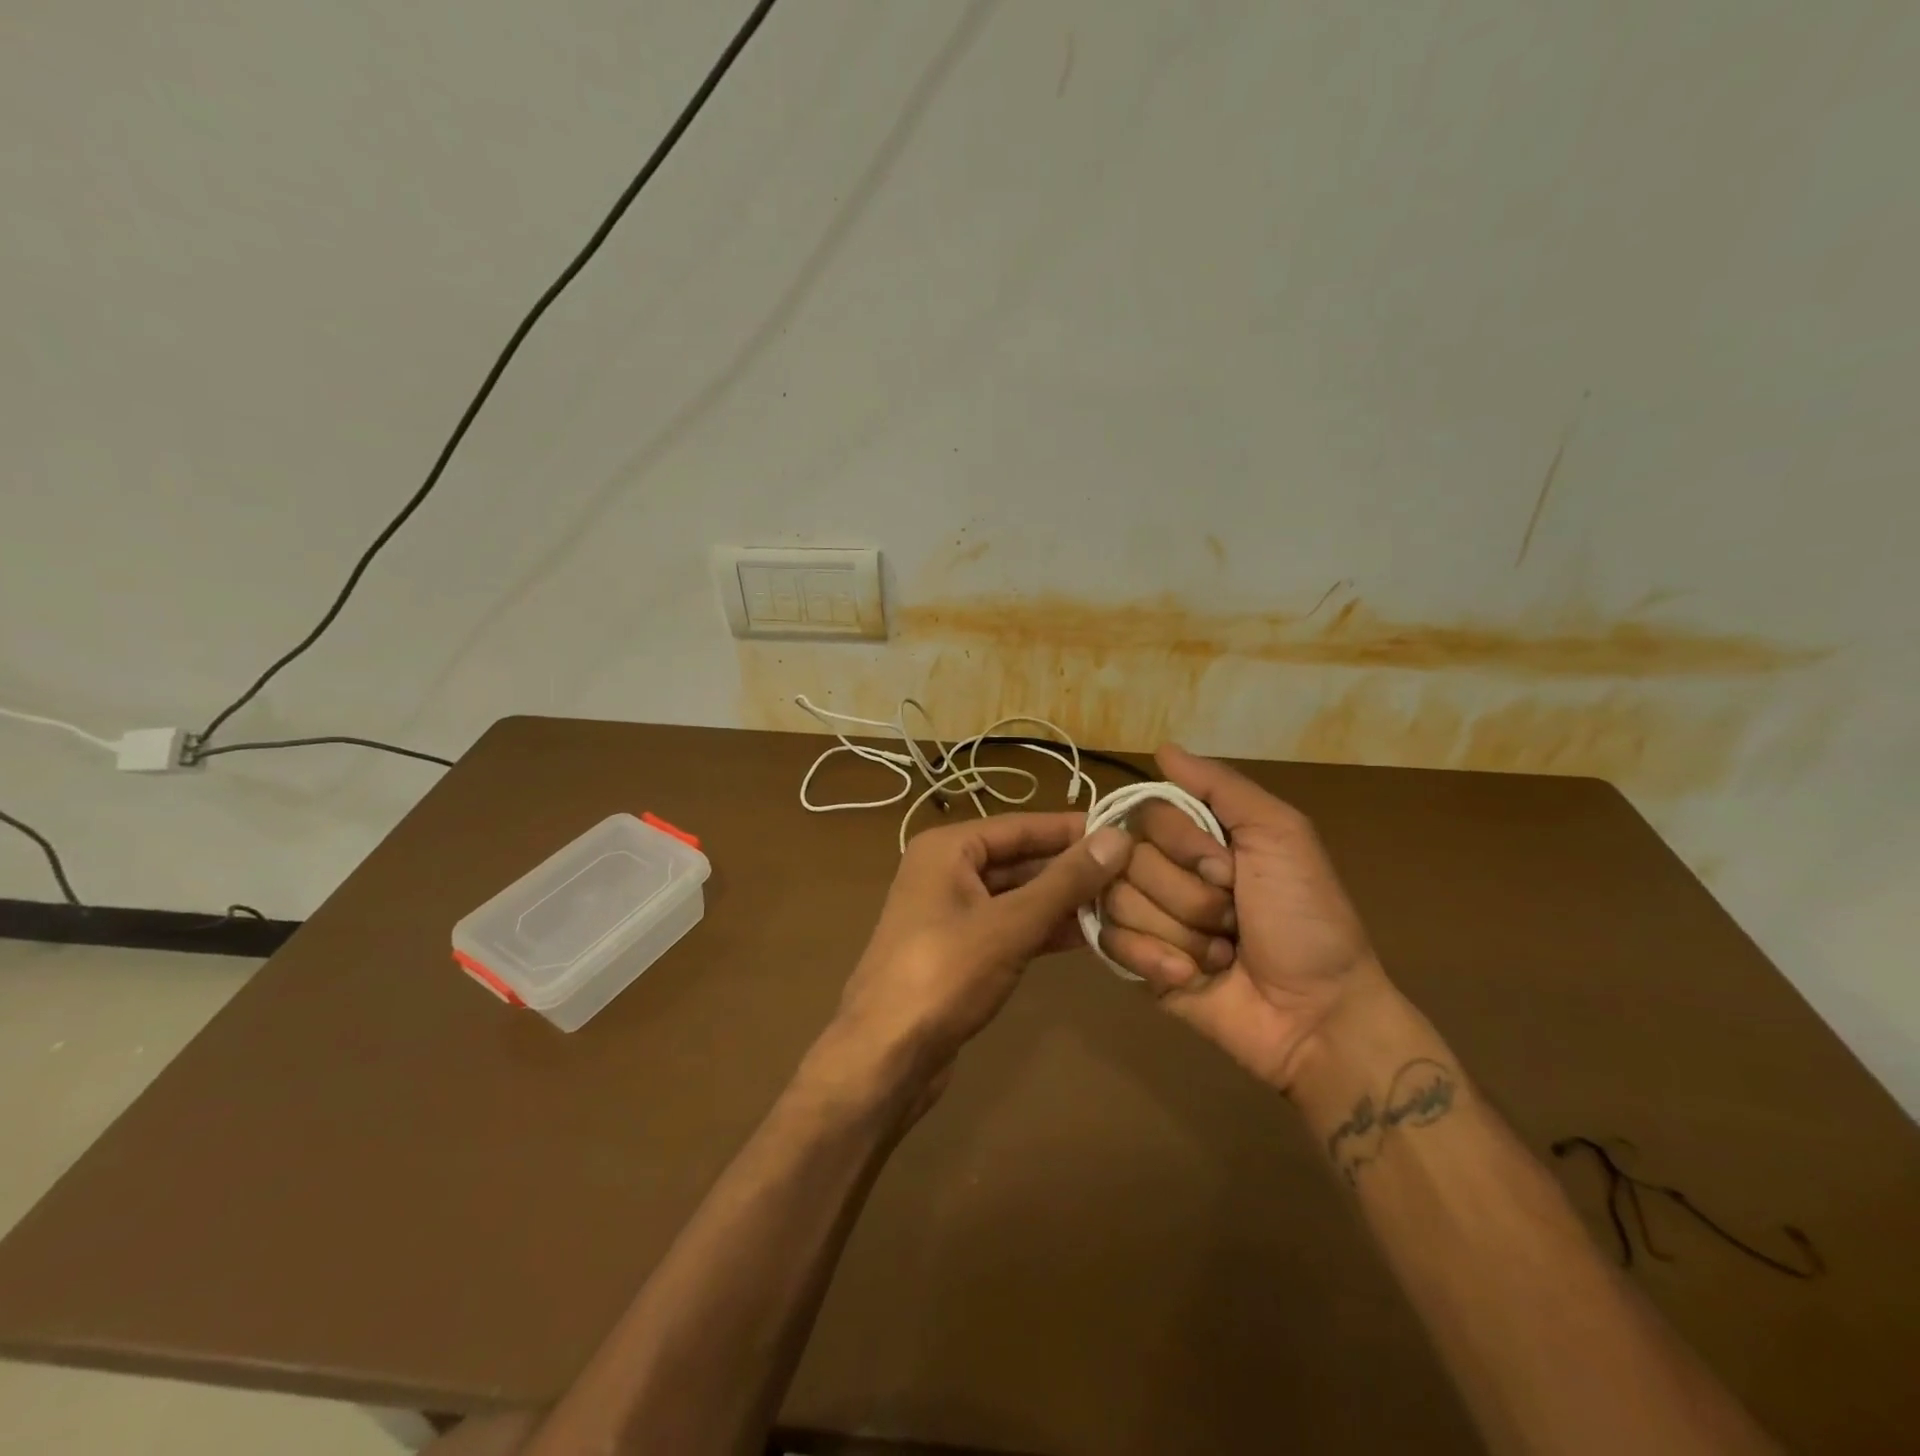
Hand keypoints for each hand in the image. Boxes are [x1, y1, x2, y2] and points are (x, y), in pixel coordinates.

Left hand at [831, 812, 1132, 1097]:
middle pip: (1020, 859)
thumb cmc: (944, 974)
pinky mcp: (959, 950)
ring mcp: (951, 913)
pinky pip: (1009, 926)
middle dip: (1071, 868)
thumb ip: (1065, 881)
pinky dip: (1044, 928)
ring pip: (1017, 895)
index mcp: (948, 848)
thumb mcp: (1010, 923)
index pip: (1021, 825)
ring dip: (1062, 901)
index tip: (1125, 831)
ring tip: (1121, 903)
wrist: (886, 1056)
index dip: (1073, 829)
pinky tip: (1088, 935)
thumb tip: (1118, 838)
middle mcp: (946, 871)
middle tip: (1132, 873)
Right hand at [1096, 744, 1387, 1093]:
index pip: (1146, 814)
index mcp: (1198, 836)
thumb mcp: (1280, 835)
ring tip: (1219, 953)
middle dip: (1187, 894)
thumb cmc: (1305, 918)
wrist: (1314, 1014)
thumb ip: (1222, 787)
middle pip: (1127, 859)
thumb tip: (1162, 748)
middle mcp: (1165, 869)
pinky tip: (1191, 975)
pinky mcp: (1135, 960)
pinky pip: (1111, 941)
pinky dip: (1156, 958)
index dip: (1182, 843)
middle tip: (1232, 918)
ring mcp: (1147, 915)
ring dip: (1179, 930)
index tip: (1227, 868)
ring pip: (1118, 900)